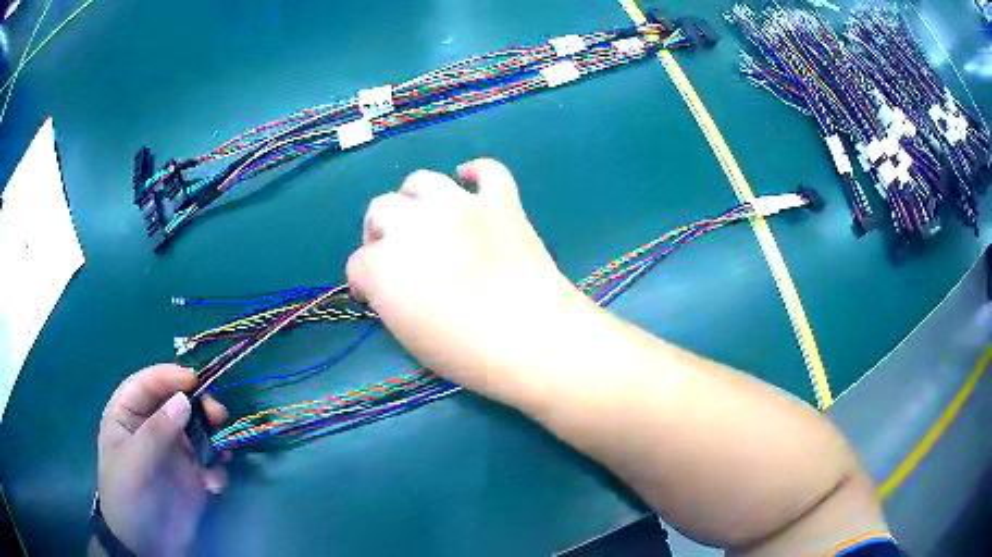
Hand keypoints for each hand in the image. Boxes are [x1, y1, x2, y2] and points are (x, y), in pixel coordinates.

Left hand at [96, 365, 227, 555]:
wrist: (145, 547)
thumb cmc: (128, 498)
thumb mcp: (135, 464)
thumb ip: (156, 432)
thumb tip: (184, 400)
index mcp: (127, 416)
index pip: (146, 384)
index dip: (168, 376)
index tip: (196, 380)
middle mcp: (151, 428)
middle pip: (176, 402)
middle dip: (199, 405)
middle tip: (219, 414)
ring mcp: (172, 452)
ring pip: (197, 429)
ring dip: (213, 435)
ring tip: (225, 449)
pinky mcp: (191, 475)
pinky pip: (209, 461)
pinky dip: (217, 468)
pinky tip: (215, 484)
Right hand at [347, 158, 585, 401]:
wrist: (530, 337)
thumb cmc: (464, 351)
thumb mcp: (408, 335)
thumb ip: (389, 299)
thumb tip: (390, 285)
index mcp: (382, 262)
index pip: (358, 263)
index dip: (363, 281)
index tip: (373, 296)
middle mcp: (411, 222)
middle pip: (380, 210)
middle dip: (380, 232)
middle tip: (397, 256)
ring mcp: (458, 206)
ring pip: (422, 181)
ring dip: (416, 198)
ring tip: (425, 217)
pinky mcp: (499, 202)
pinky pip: (488, 171)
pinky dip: (477, 173)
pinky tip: (471, 181)